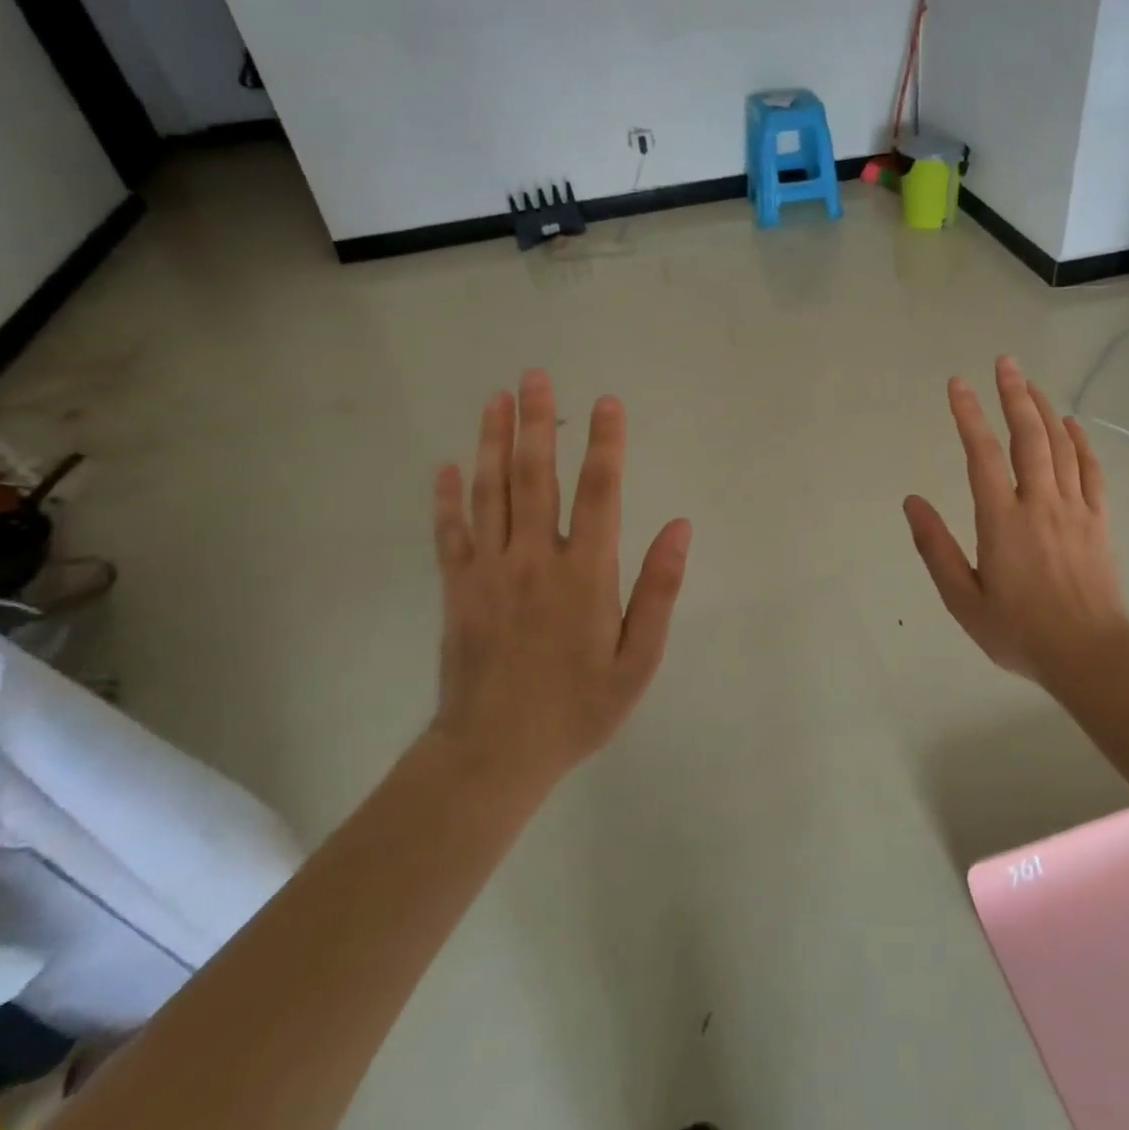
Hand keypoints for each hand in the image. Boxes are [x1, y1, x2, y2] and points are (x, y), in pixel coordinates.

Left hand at [428, 369, 691, 789]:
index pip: (600, 492)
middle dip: (537, 422)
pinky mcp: (457, 588)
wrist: (494, 754)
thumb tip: (681, 526)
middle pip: (535, 477)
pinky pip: (450, 532)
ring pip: (490, 492)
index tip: (606, 402)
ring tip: (496, 399)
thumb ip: (659, 589)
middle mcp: (535, 559)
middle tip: (534, 375)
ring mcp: (489, 571)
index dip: (605, 443)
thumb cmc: (578, 707)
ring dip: (493, 442)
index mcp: (585, 574)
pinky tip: (447, 465)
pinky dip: (448, 497)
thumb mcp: (638, 659)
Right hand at [904, 356, 1128, 688]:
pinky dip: (1081, 442)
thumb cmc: (1019, 631)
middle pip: (1028, 436)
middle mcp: (1040, 503)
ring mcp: (1075, 509)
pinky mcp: (1099, 520)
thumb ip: (936, 548)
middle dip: (1014, 395)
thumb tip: (912, 502)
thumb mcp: (963, 600)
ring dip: (1044, 409)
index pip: (982, 453)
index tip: (957, 385)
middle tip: (1004, 362)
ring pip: (1061, 445)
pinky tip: (1072, 424)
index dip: (968, 415)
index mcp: (1003, 520)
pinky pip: (1092, 470)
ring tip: (1029, 383)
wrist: (1089, 655)